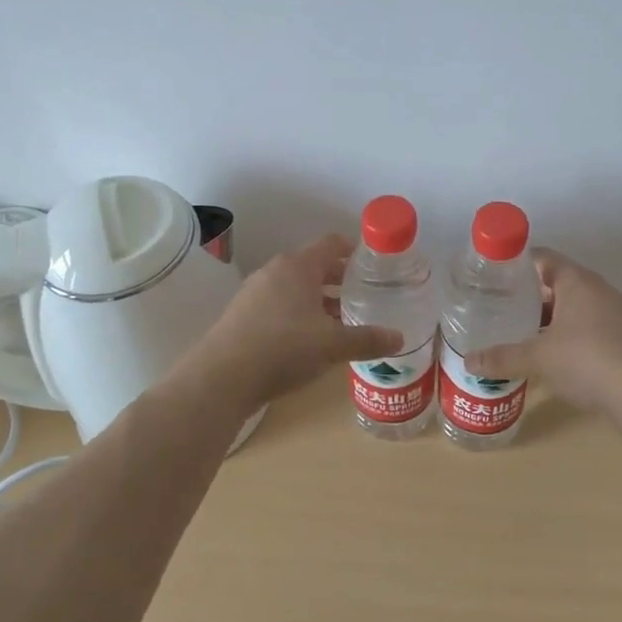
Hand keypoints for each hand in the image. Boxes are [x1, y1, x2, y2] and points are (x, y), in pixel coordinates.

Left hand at [182, 234, 402, 412]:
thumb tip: (400, 338)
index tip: (375, 265)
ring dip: (320, 299)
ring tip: (342, 320)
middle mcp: (275, 271)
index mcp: (298, 266)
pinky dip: (299, 313)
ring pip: (296, 287)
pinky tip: (310, 340)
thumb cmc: (283, 348)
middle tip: (365, 295)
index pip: (332, 243)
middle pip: (315, 265)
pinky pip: (280, 305)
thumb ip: (367, 339)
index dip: (355, 250)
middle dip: (340, 279)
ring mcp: (255, 292)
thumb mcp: (332, 345)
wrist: (221, 378)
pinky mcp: (242, 315)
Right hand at [466, 249, 621, 416]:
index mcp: (577, 281)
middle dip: (531, 296)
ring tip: (523, 333)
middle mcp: (599, 289)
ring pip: (576, 306)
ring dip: (552, 317)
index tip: (494, 278)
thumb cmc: (587, 361)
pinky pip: (591, 326)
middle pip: (559, 282)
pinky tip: (554, 356)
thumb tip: (469, 361)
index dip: (517, 265)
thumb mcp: (538, 358)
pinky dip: (571, 335)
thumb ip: (503, 357)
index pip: (543, 258)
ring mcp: (617, 313)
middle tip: (502, 308)